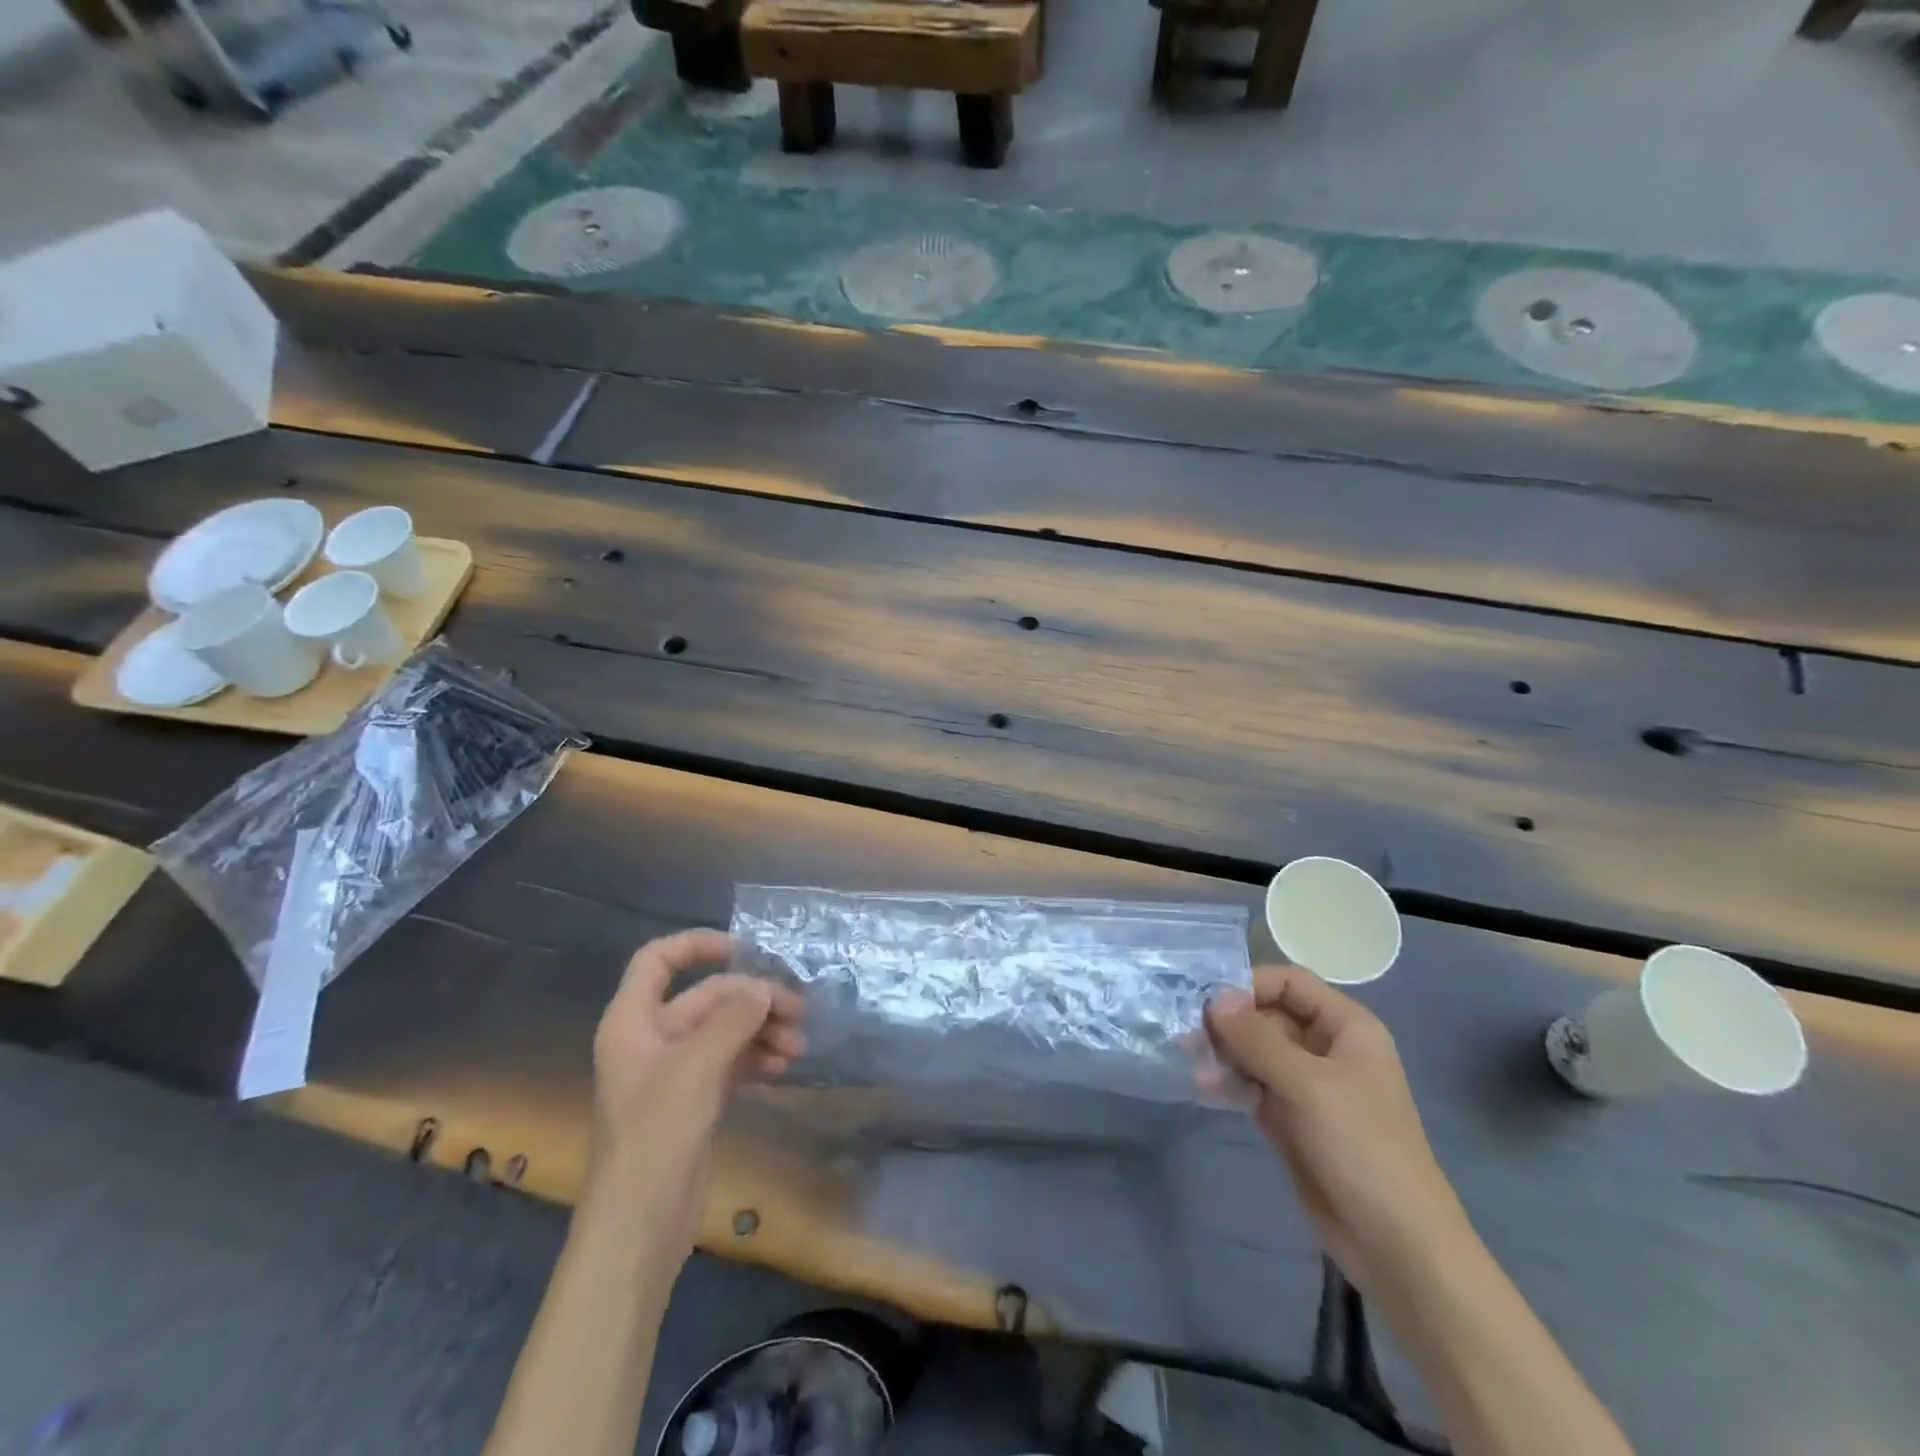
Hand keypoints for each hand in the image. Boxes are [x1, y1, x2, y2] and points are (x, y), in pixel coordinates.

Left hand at [589, 930, 805, 1227]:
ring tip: (799, 1046)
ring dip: (761, 1030)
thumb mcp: (696, 1068)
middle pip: (706, 997)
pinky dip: (756, 1056)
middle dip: (752, 1000)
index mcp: (633, 1021)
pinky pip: (730, 1060)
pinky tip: (783, 1066)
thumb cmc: (656, 1135)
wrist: (640, 1226)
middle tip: (798, 1009)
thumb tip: (763, 988)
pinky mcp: (694, 1098)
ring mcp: (674, 1070)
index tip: (745, 950)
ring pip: (724, 1030)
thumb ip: (733, 1020)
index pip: (658, 960)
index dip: (698, 945)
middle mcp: (652, 1038)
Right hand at [1205, 966, 1465, 1294]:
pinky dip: (1229, 1081)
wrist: (1396, 1246)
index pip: (1289, 982)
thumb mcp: (1309, 1085)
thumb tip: (1213, 998)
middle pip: (1267, 1014)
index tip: (1210, 1005)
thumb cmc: (1362, 1149)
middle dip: (1228, 1022)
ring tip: (1191, 1063)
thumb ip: (1258, 1038)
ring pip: (1255, 1050)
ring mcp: (1307, 1085)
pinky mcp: (1290, 1118)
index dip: (1250, 985)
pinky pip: (1252, 1084)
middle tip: (1189, 1036)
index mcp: (1346, 1028)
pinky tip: (1204, 1088)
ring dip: (1223, 1053)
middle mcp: (1325, 1048)